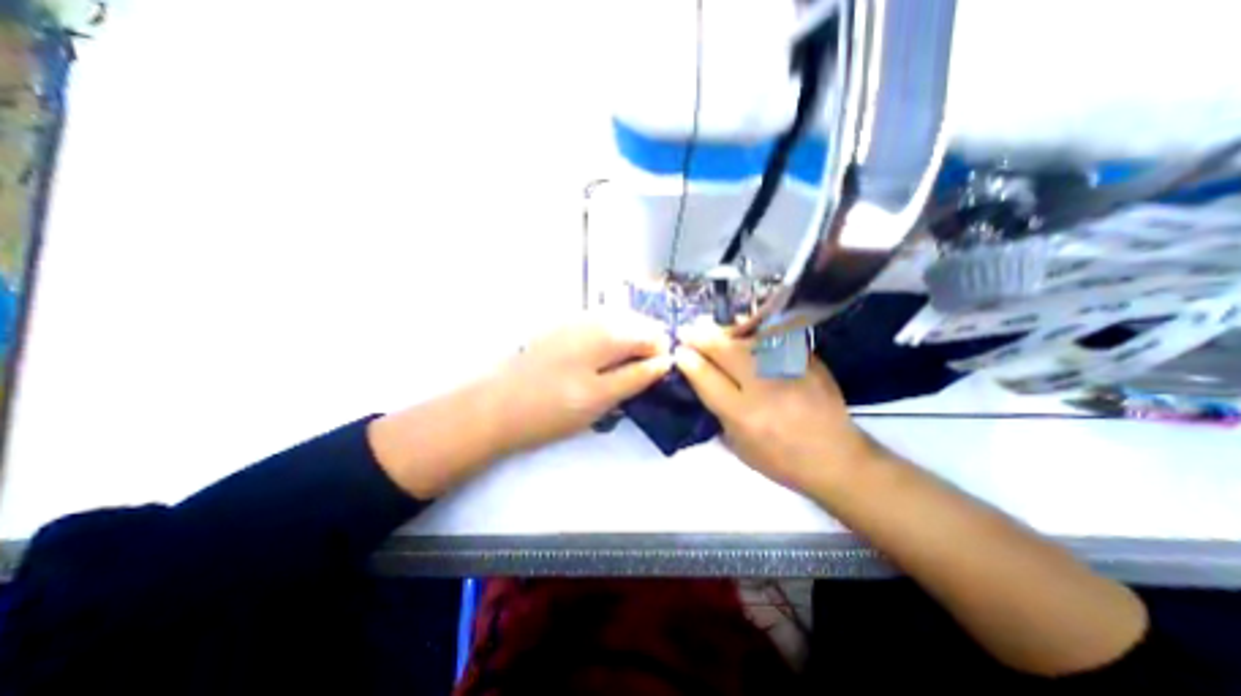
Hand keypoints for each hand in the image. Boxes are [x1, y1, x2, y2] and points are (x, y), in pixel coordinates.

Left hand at [486, 312, 676, 453]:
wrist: (494, 407)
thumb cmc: (551, 408)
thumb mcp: (601, 398)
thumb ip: (637, 376)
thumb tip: (665, 362)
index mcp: (607, 332)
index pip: (652, 333)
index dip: (662, 354)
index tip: (658, 377)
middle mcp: (593, 317)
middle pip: (636, 323)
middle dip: (646, 346)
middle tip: (641, 376)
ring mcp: (574, 320)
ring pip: (617, 323)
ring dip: (628, 343)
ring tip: (624, 370)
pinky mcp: (561, 329)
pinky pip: (598, 326)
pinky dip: (609, 340)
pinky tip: (602, 361)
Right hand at [675, 324, 875, 491]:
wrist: (836, 459)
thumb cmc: (781, 460)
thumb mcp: (739, 446)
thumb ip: (719, 411)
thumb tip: (701, 379)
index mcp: (745, 416)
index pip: (708, 380)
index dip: (689, 362)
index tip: (678, 351)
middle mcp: (765, 389)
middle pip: (726, 353)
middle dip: (701, 338)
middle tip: (687, 330)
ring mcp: (790, 371)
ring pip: (749, 340)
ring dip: (724, 331)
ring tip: (709, 326)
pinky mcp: (808, 361)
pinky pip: (775, 336)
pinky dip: (755, 328)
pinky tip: (743, 322)